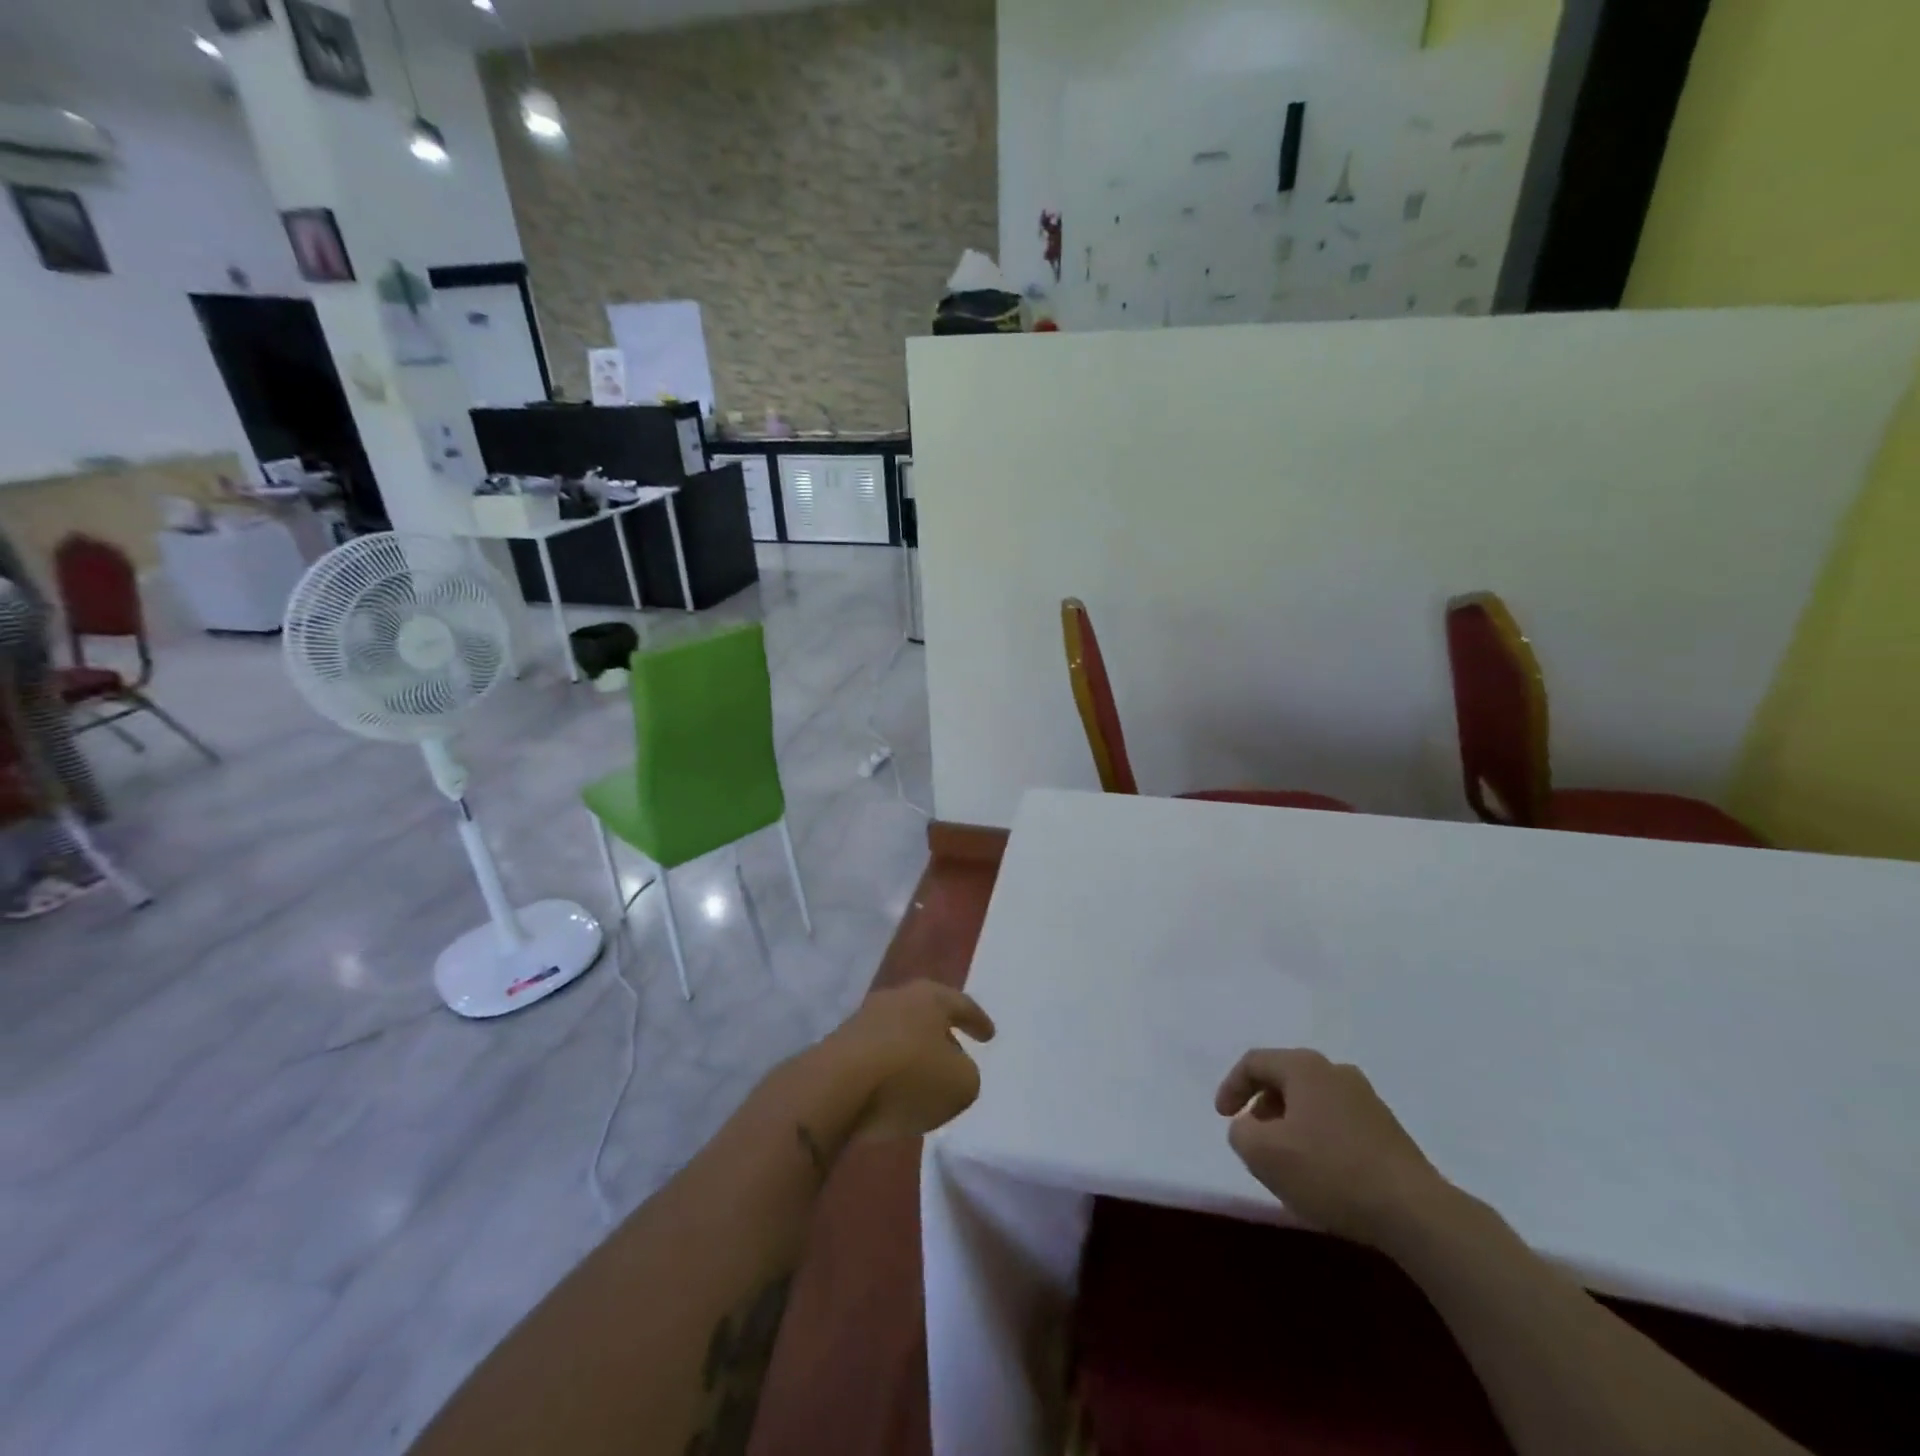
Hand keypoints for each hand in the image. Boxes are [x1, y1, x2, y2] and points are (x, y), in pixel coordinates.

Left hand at [822, 981, 995, 1143]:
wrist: (835, 1086)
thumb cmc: (909, 1076)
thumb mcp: (961, 1085)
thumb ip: (966, 1074)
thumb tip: (951, 1069)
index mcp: (930, 997)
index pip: (962, 1004)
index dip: (978, 1021)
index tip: (989, 1036)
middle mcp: (896, 998)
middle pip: (926, 1013)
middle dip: (942, 1032)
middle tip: (956, 1050)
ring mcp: (863, 1019)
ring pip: (899, 1031)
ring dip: (913, 1051)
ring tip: (924, 1076)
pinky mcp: (839, 1044)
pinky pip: (876, 1053)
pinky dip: (889, 1067)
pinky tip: (892, 1089)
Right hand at [1215, 1049, 1449, 1248]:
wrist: (1415, 1213)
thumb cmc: (1330, 1172)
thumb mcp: (1263, 1154)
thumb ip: (1241, 1133)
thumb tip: (1248, 1128)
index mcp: (1304, 1067)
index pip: (1254, 1062)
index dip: (1231, 1086)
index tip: (1223, 1117)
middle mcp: (1336, 1071)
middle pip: (1286, 1077)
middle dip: (1262, 1104)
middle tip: (1252, 1133)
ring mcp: (1367, 1099)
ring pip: (1313, 1100)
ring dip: (1291, 1121)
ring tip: (1285, 1155)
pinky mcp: (1388, 1130)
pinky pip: (1338, 1120)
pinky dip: (1318, 1135)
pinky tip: (1321, 1170)